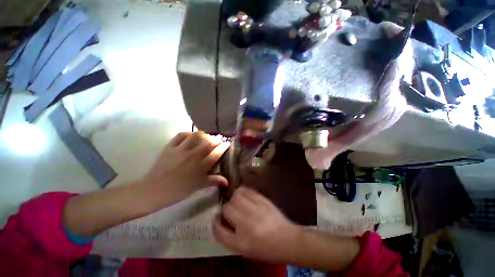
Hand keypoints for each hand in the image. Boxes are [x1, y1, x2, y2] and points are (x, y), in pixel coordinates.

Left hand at [141, 131, 229, 208]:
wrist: (154, 190)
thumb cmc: (179, 190)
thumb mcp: (198, 186)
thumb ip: (214, 181)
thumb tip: (227, 182)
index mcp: (201, 167)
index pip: (216, 153)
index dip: (223, 146)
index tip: (227, 143)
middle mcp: (193, 156)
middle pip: (208, 143)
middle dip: (216, 139)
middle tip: (219, 139)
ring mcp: (181, 150)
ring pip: (196, 136)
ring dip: (204, 134)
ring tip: (207, 136)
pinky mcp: (170, 147)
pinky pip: (181, 135)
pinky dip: (189, 133)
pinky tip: (192, 135)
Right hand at [214, 187, 301, 262]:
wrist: (287, 239)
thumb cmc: (266, 248)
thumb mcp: (245, 249)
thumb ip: (230, 237)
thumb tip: (220, 223)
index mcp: (240, 241)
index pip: (219, 230)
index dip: (216, 223)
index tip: (219, 220)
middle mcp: (246, 224)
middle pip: (227, 208)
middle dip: (226, 208)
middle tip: (230, 210)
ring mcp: (255, 210)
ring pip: (236, 196)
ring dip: (234, 198)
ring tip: (237, 201)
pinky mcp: (263, 200)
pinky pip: (248, 191)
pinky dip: (243, 191)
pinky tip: (244, 195)